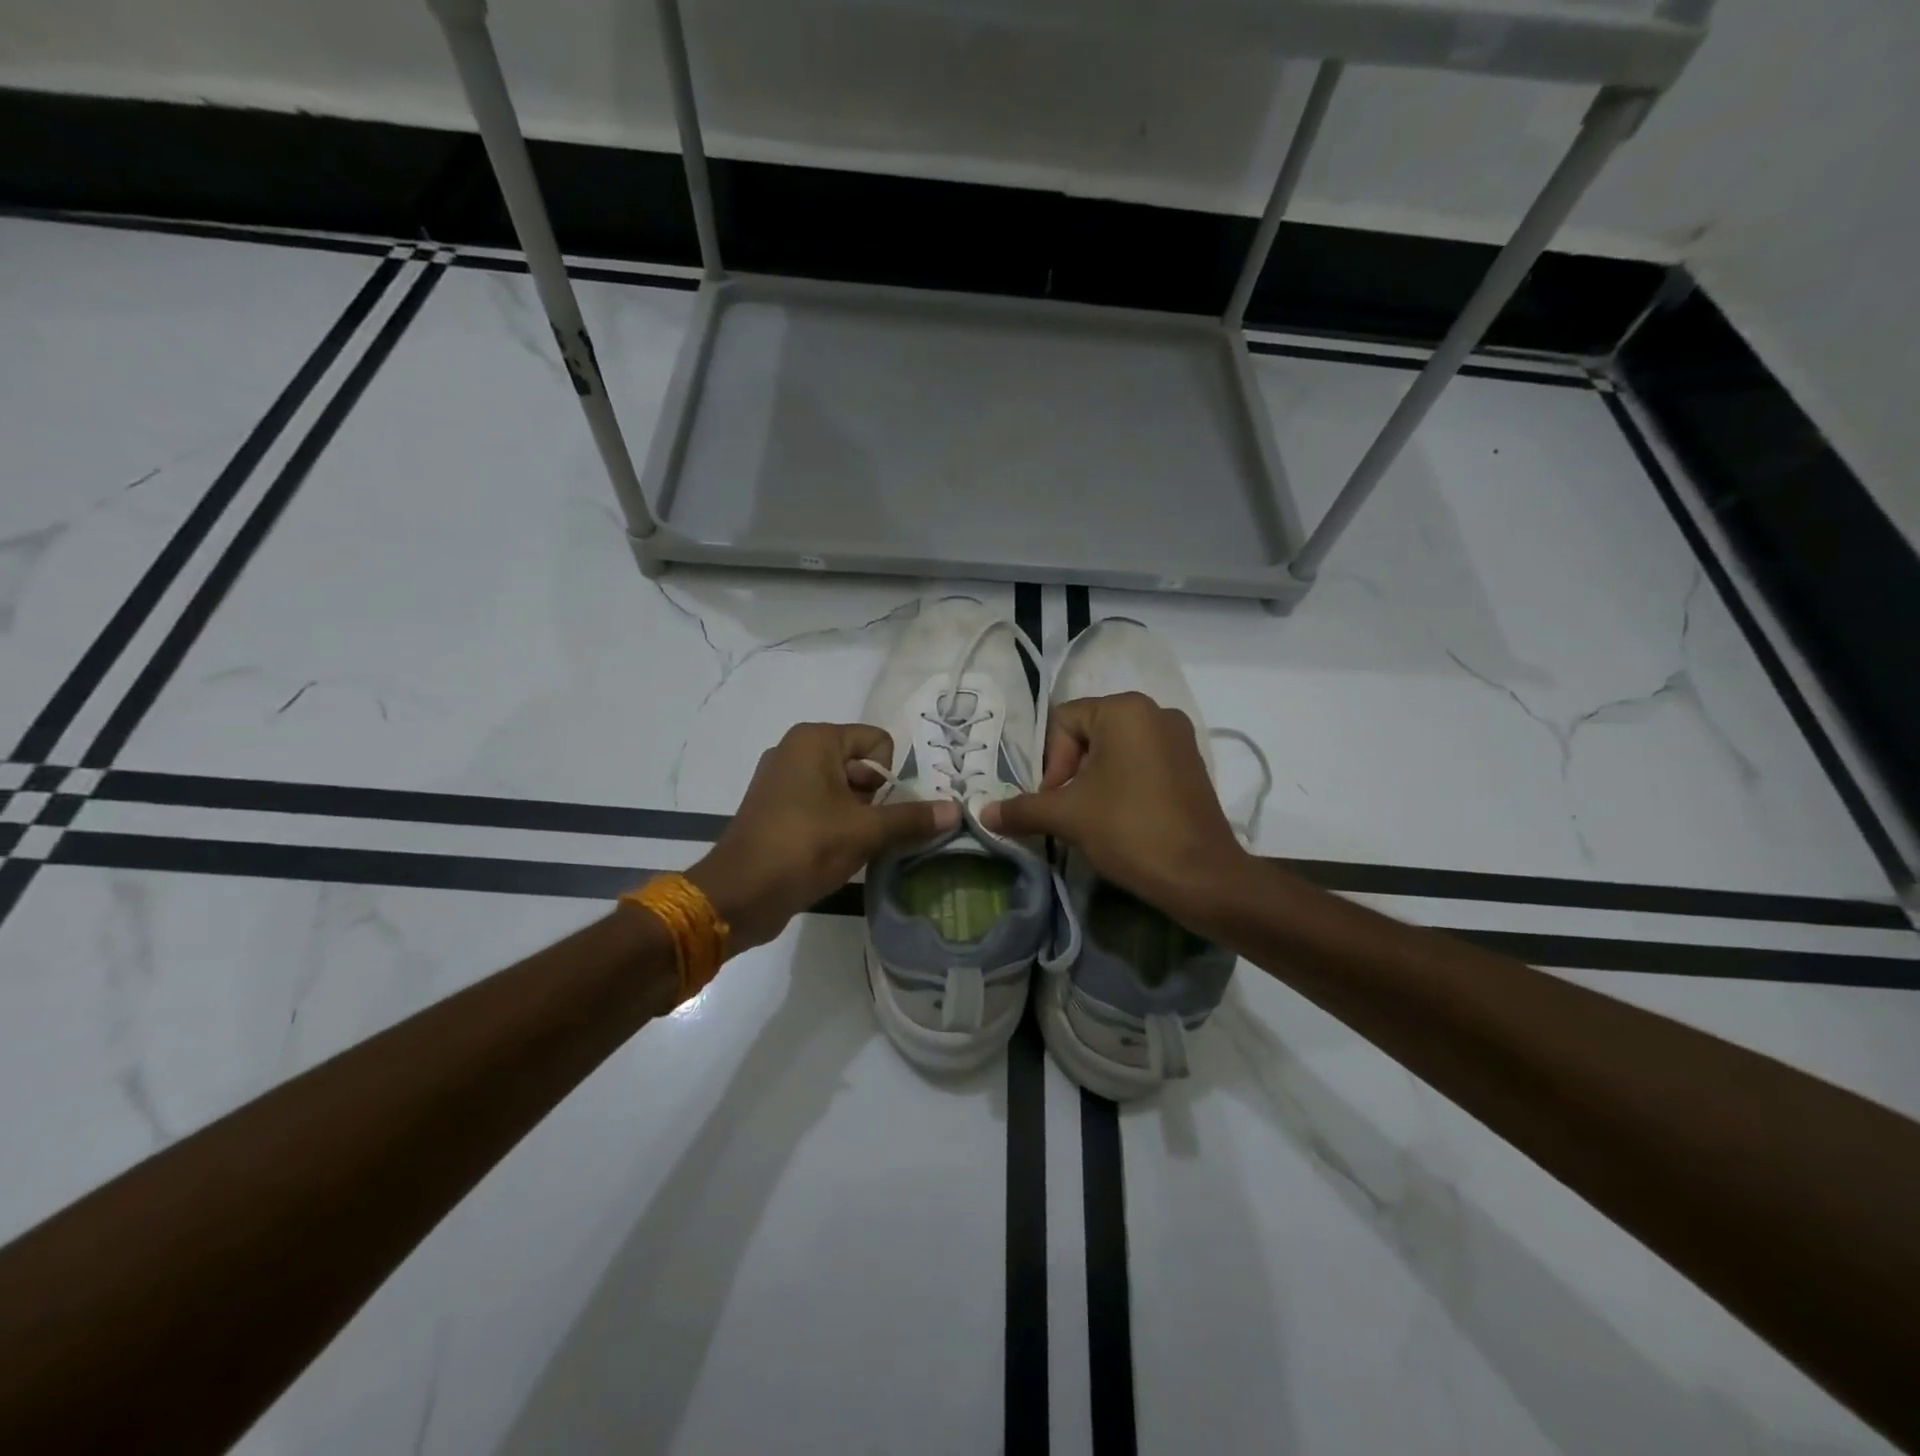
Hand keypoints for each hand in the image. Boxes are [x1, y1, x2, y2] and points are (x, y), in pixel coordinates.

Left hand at [688, 723, 957, 952]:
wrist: (738, 894)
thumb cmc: (804, 847)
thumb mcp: (865, 831)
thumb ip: (911, 818)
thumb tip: (957, 810)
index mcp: (815, 740)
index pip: (877, 742)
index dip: (890, 776)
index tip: (884, 812)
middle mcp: (795, 750)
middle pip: (860, 765)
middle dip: (876, 798)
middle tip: (876, 833)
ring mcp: (780, 780)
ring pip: (841, 789)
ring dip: (858, 816)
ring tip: (859, 847)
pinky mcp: (774, 809)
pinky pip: (819, 806)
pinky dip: (835, 824)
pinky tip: (838, 853)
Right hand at [980, 693, 1248, 923]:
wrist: (1201, 876)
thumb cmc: (1130, 830)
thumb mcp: (1067, 816)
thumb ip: (1022, 808)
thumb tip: (983, 813)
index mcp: (1125, 709)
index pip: (1063, 722)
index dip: (1050, 762)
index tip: (1054, 800)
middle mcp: (1155, 712)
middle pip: (1089, 734)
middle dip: (1070, 773)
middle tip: (1068, 810)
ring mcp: (1179, 738)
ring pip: (1115, 751)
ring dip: (1093, 781)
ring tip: (1092, 818)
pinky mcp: (1192, 765)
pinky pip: (1141, 763)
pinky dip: (1122, 784)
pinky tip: (1120, 818)